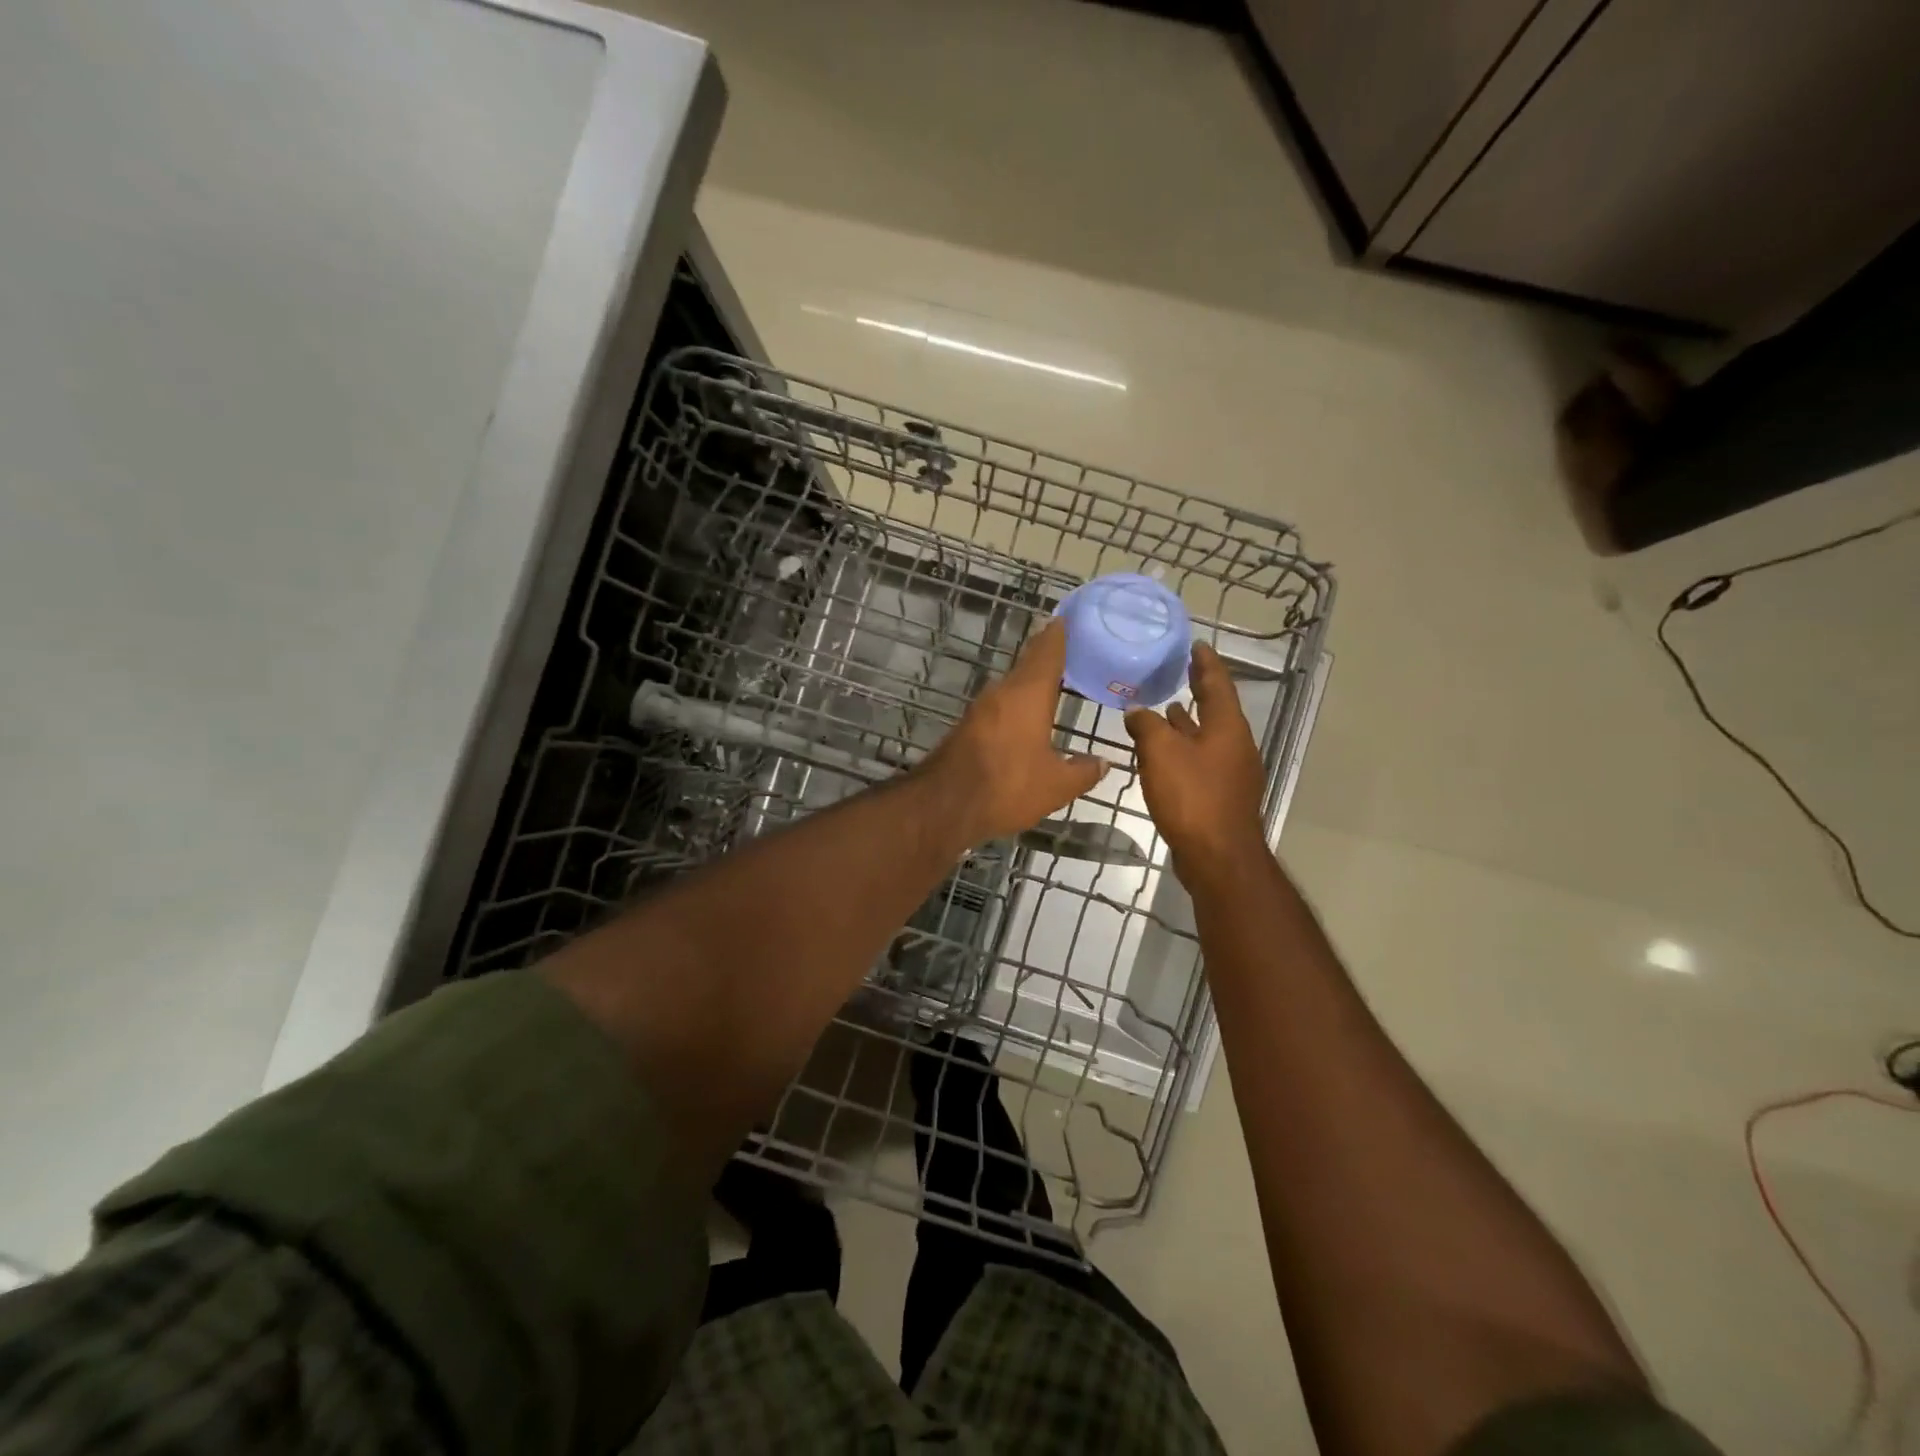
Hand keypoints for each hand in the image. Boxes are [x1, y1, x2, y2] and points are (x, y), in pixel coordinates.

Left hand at [921, 620, 1107, 845]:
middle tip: (1068, 647)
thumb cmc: (1008, 786)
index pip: (1047, 652)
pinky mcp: (968, 727)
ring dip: (1030, 680)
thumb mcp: (1056, 786)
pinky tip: (1027, 715)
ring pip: (1011, 685)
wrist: (945, 805)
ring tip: (1053, 681)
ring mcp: (981, 709)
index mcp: (1028, 695)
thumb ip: (1083, 772)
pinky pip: (999, 705)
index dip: (1058, 634)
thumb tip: (1104, 764)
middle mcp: (1002, 693)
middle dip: (1046, 655)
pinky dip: (1016, 703)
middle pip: (1027, 665)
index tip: (1067, 618)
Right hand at [1124, 643, 1266, 872]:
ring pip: (1207, 737)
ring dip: (1188, 723)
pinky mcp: (1221, 795)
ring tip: (1167, 710)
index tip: (1196, 645)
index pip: (1218, 683)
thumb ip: (1146, 726)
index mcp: (1227, 727)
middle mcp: (1235, 745)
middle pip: (1216, 709)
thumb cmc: (1192, 797)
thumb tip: (1136, 711)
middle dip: (1198, 690)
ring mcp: (1231, 773)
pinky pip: (1202, 760)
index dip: (1205, 663)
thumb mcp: (1161, 753)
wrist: (1218, 856)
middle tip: (1181, 672)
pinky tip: (1165, 756)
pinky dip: (1185, 749)